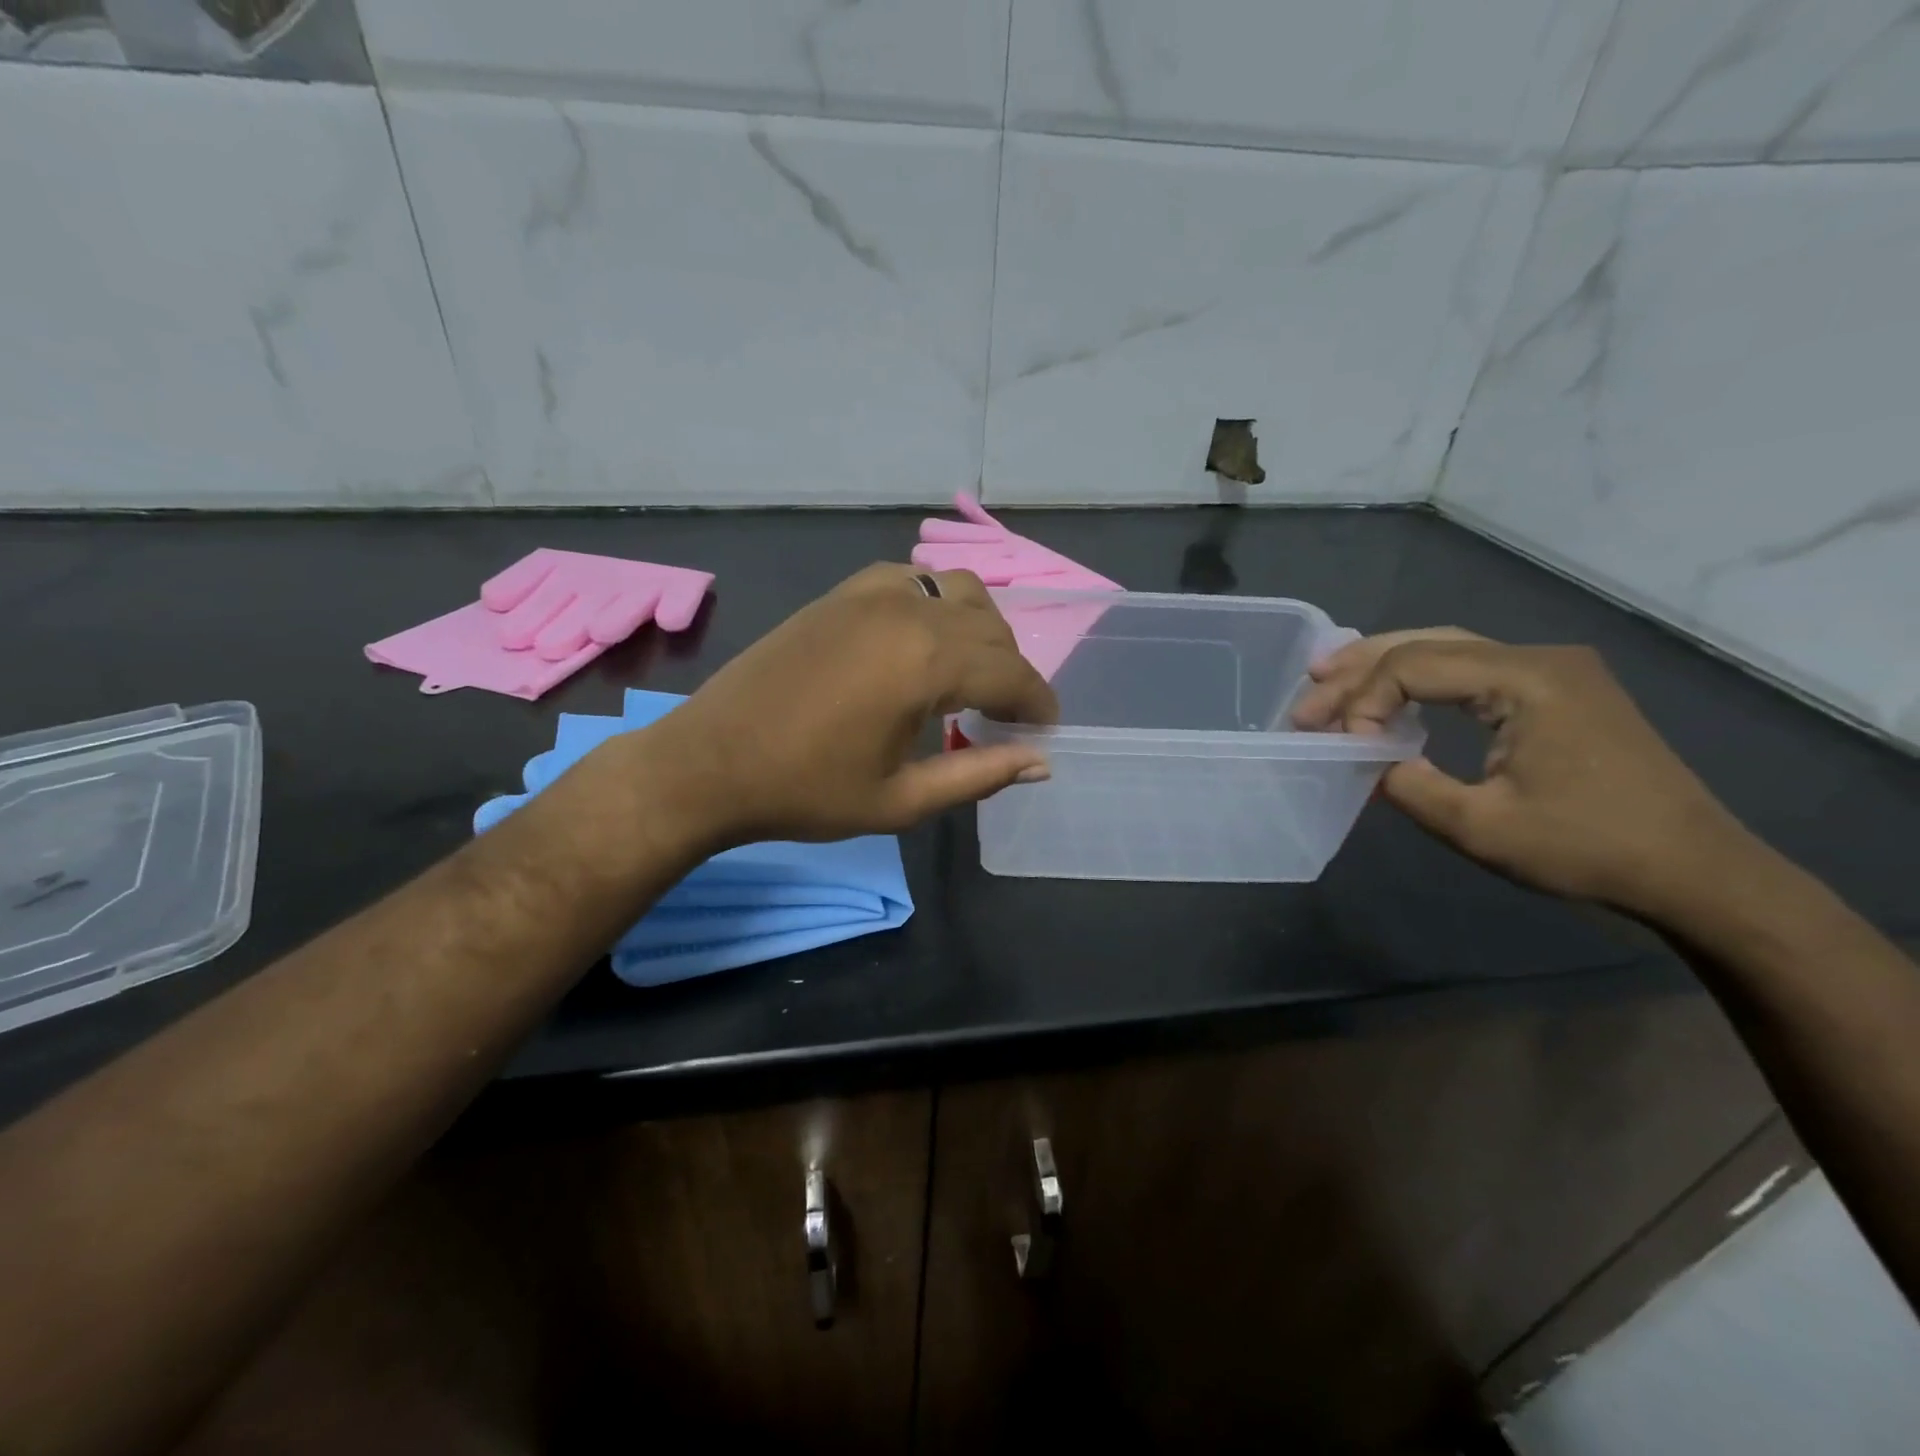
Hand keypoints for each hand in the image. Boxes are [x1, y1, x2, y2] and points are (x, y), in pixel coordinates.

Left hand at [625, 564, 1057, 847]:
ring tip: (969, 677)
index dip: (1036, 702)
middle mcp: (908, 611)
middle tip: (1006, 717)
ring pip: (958, 592)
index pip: (1011, 672)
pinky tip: (921, 643)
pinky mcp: (841, 593)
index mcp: (926, 662)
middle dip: (1011, 672)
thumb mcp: (902, 800)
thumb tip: (1042, 762)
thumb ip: (980, 775)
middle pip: (991, 630)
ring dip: (980, 630)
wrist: (710, 763)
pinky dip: (936, 605)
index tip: (1044, 730)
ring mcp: (870, 593)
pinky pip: (912, 581)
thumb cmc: (807, 791)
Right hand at [1291, 628, 1758, 917]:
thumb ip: (1408, 785)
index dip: (1364, 702)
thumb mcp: (1480, 827)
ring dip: (1385, 665)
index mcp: (1526, 679)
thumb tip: (1367, 760)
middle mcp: (1538, 658)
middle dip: (1359, 670)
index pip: (1414, 667)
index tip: (1342, 746)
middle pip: (1426, 643)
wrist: (1697, 871)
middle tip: (1306, 694)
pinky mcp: (1557, 690)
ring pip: (1447, 648)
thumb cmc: (1589, 849)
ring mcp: (1553, 670)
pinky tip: (1392, 693)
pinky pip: (1472, 669)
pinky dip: (1421, 678)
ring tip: (1329, 677)